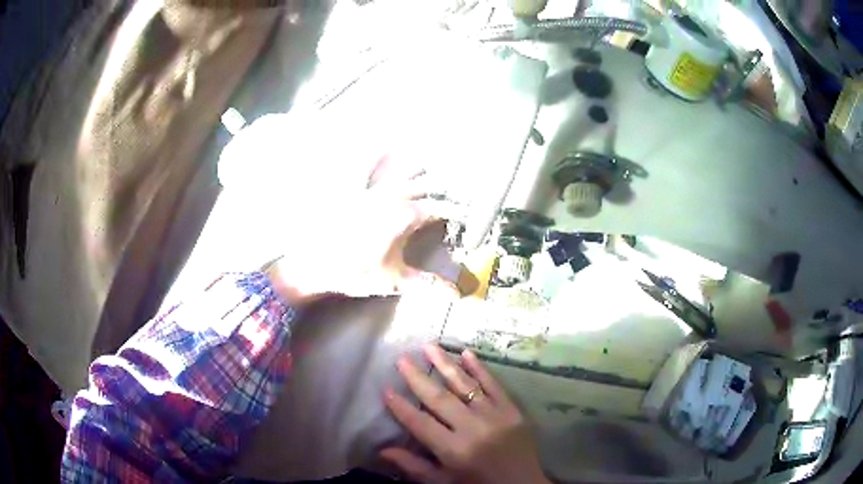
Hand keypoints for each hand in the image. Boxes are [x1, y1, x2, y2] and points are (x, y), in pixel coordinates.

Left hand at [266, 169, 460, 305]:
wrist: (314, 264)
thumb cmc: (355, 273)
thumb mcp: (394, 280)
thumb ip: (427, 284)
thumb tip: (456, 294)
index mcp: (406, 216)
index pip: (442, 209)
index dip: (459, 210)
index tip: (471, 213)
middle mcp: (394, 196)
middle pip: (429, 185)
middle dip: (448, 185)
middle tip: (464, 186)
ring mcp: (373, 189)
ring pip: (404, 171)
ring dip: (423, 169)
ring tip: (438, 164)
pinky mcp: (353, 189)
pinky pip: (366, 166)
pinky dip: (377, 155)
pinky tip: (385, 144)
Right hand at [382, 344, 549, 483]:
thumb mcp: (443, 482)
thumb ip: (413, 467)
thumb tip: (382, 450)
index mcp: (454, 450)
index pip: (420, 424)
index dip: (401, 407)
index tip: (385, 389)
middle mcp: (473, 429)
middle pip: (440, 399)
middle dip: (418, 378)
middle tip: (402, 359)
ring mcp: (495, 416)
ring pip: (466, 386)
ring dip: (446, 364)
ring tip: (429, 346)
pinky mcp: (513, 410)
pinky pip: (494, 385)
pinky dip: (480, 369)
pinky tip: (468, 353)